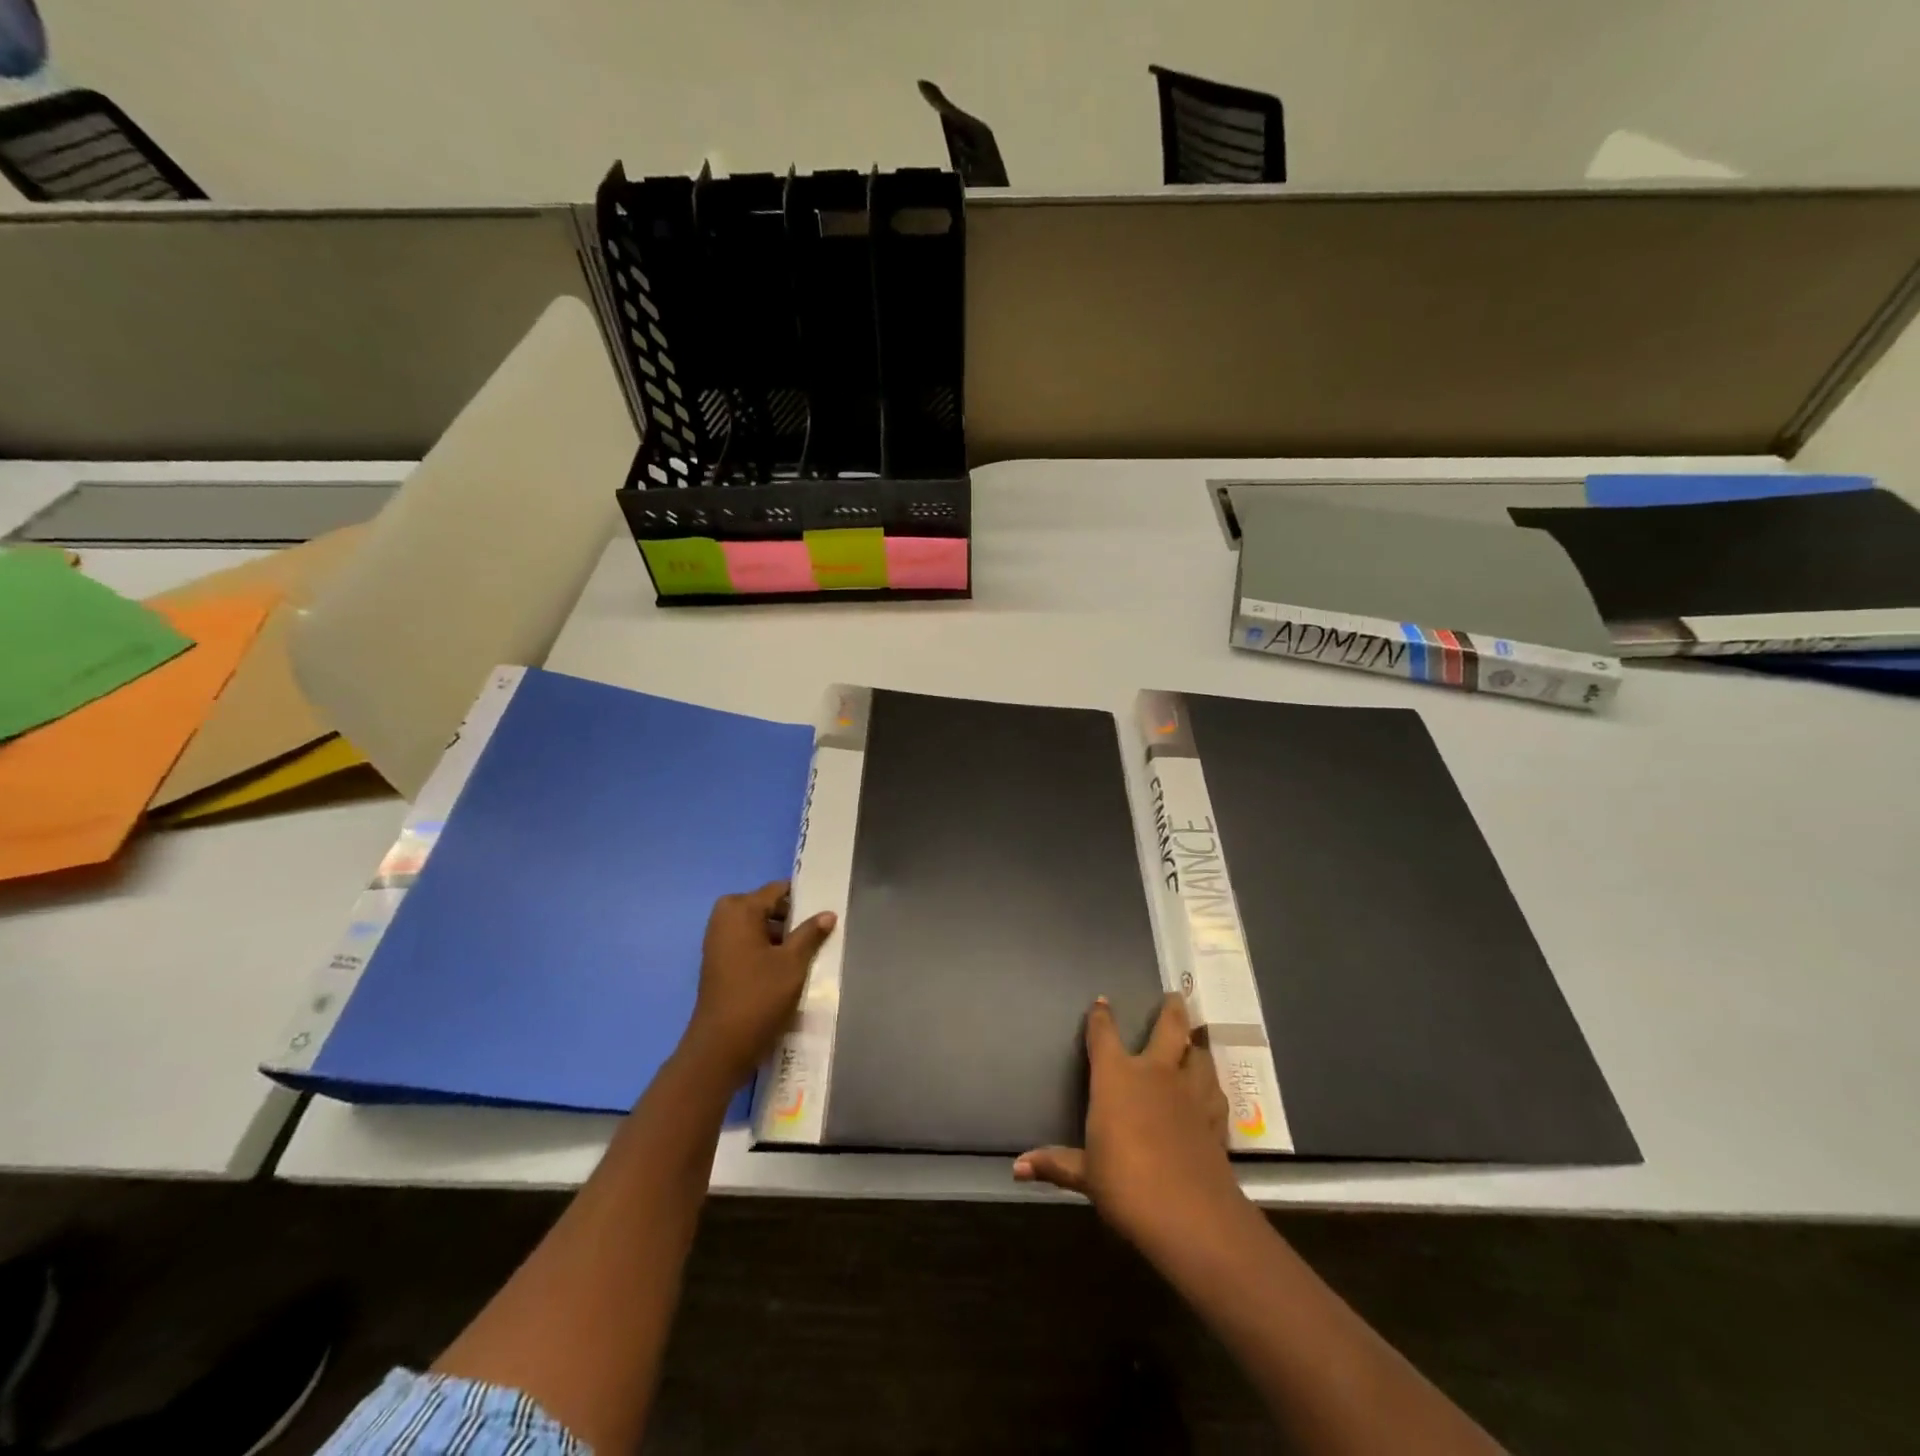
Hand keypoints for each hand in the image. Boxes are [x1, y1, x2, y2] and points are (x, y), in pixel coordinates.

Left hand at [682, 881, 835, 1088]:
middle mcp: (724, 919)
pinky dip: (766, 949)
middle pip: (766, 907)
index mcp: (740, 910)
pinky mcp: (719, 963)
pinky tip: (787, 967)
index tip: (824, 910)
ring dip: (780, 936)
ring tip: (807, 951)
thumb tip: (828, 914)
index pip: (777, 890)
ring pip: (757, 927)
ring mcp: (718, 942)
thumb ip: (810, 934)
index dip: (802, 898)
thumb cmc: (759, 996)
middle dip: (791, 918)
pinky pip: (747, 943)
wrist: (720, 1046)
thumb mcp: (793, 963)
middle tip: (818, 933)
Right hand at [1015, 993, 1243, 1257]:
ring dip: (1195, 1044)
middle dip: (1171, 1009)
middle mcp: (1155, 1073)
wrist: (1190, 1214)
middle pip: (1168, 1028)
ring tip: (1195, 1038)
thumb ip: (1055, 1164)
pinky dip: (1211, 1084)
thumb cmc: (1126, 1185)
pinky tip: (1211, 1089)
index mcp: (1116, 1077)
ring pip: (1198, 1054)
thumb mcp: (1085, 1175)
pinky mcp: (1215, 1118)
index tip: (1101, 1001)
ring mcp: (1190, 1093)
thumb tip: (1016, 1168)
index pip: (1104, 1035)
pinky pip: (1215, 1090)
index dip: (1101, 1016)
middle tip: (1175, 995)